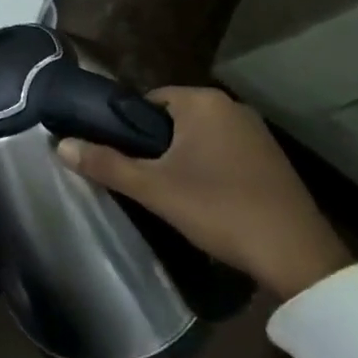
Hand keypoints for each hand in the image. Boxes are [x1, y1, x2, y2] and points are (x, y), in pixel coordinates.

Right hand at [57, 87, 351, 299]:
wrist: (297, 256)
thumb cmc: (219, 209)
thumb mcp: (154, 189)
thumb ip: (107, 164)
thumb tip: (59, 145)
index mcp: (202, 101)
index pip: (149, 101)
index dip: (132, 130)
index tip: (127, 160)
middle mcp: (231, 106)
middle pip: (176, 118)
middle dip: (160, 145)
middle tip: (149, 182)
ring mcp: (257, 131)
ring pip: (203, 136)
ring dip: (187, 158)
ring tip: (177, 194)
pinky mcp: (274, 158)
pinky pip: (228, 151)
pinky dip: (214, 168)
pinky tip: (212, 200)